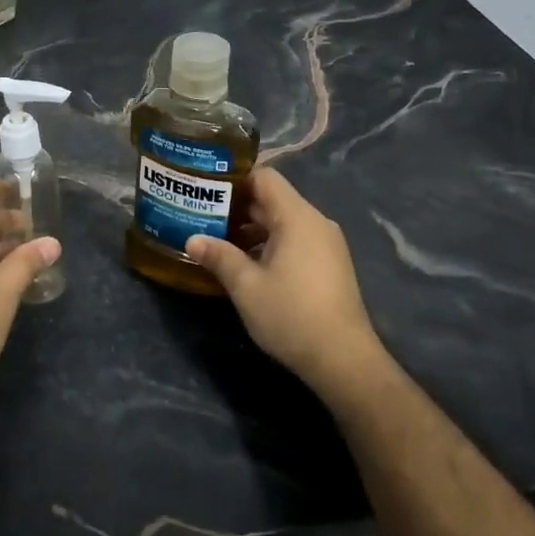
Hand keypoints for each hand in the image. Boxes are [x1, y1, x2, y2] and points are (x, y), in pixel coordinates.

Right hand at [186, 169, 385, 402]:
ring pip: (282, 223)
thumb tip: (191, 239)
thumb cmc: (291, 314)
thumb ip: (218, 256)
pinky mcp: (329, 265)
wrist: (342, 359)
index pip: (264, 177)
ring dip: (251, 229)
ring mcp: (326, 245)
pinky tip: (245, 265)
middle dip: (236, 207)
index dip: (234, 179)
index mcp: (297, 217)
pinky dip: (269, 244)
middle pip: (272, 199)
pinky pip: (294, 241)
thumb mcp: (245, 285)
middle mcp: (315, 223)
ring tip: (217, 242)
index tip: (205, 189)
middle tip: (201, 216)